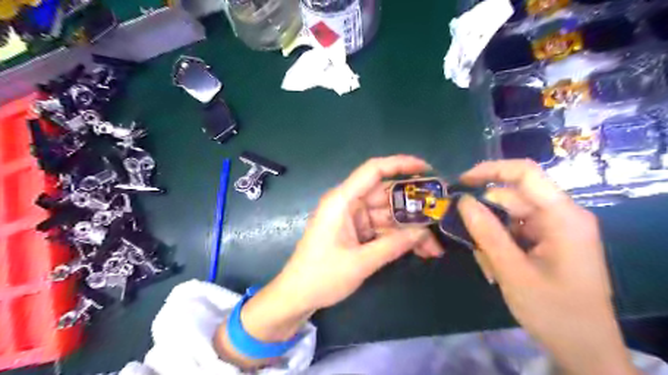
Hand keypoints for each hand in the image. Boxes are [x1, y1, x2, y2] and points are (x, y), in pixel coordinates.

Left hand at [277, 154, 441, 310]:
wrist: (297, 296)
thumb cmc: (322, 276)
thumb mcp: (361, 262)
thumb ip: (394, 245)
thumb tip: (424, 233)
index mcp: (342, 200)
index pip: (373, 170)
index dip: (401, 164)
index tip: (427, 169)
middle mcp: (348, 204)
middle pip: (386, 196)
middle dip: (413, 207)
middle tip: (442, 216)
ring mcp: (353, 219)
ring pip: (388, 215)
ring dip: (409, 229)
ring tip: (435, 245)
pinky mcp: (356, 232)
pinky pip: (382, 229)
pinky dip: (399, 238)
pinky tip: (421, 249)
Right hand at [461, 159, 635, 374]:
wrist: (585, 350)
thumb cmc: (554, 311)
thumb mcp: (513, 271)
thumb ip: (486, 233)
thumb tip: (463, 201)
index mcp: (563, 216)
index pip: (525, 173)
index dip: (490, 170)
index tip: (460, 182)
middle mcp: (560, 216)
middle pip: (512, 198)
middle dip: (485, 216)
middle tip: (466, 239)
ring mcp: (554, 229)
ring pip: (508, 216)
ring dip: (490, 236)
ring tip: (487, 265)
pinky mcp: (547, 242)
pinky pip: (513, 231)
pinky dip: (498, 245)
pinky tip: (496, 268)